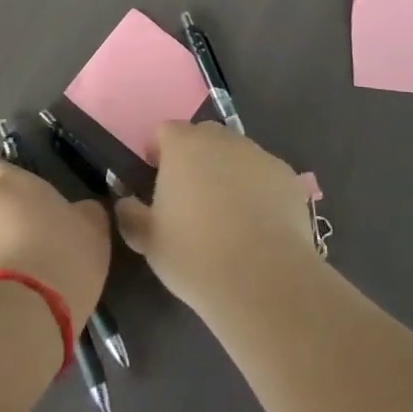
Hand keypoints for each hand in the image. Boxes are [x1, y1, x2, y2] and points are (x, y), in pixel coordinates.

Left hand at [0, 163, 111, 329]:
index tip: (26, 201)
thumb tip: (80, 212)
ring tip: (33, 290)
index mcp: (5, 186)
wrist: (19, 320)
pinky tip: (18, 313)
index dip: (4, 183)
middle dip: (11, 230)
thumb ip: (83, 213)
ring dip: (2, 263)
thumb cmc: (59, 256)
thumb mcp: (92, 229)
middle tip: (43, 252)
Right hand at [114, 121, 319, 314]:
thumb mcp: (149, 241)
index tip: (155, 178)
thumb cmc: (195, 256)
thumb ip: (130, 215)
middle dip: (194, 158)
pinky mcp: (287, 176)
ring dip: (227, 172)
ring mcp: (258, 154)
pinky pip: (263, 175)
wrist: (264, 280)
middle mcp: (221, 139)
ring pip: (235, 154)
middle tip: (190, 197)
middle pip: (202, 137)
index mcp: (183, 146)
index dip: (157, 151)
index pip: (164, 131)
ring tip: (227, 214)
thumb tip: (125, 203)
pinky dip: (257, 190)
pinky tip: (257, 225)